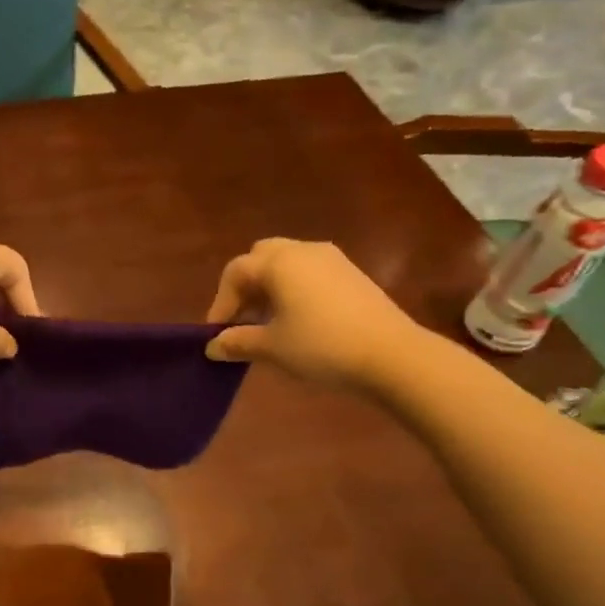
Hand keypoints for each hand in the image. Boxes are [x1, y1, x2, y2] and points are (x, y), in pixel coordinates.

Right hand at [204, 238, 429, 389]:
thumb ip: (238, 342)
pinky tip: (297, 321)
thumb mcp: (272, 347)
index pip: (235, 272)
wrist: (391, 354)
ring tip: (267, 324)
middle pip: (261, 257)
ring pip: (287, 264)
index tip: (217, 335)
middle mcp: (303, 251)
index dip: (220, 303)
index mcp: (279, 262)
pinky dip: (293, 290)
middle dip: (245, 287)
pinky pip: (309, 273)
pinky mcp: (351, 274)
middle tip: (241, 320)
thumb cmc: (321, 346)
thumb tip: (213, 346)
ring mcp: (332, 259)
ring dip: (269, 288)